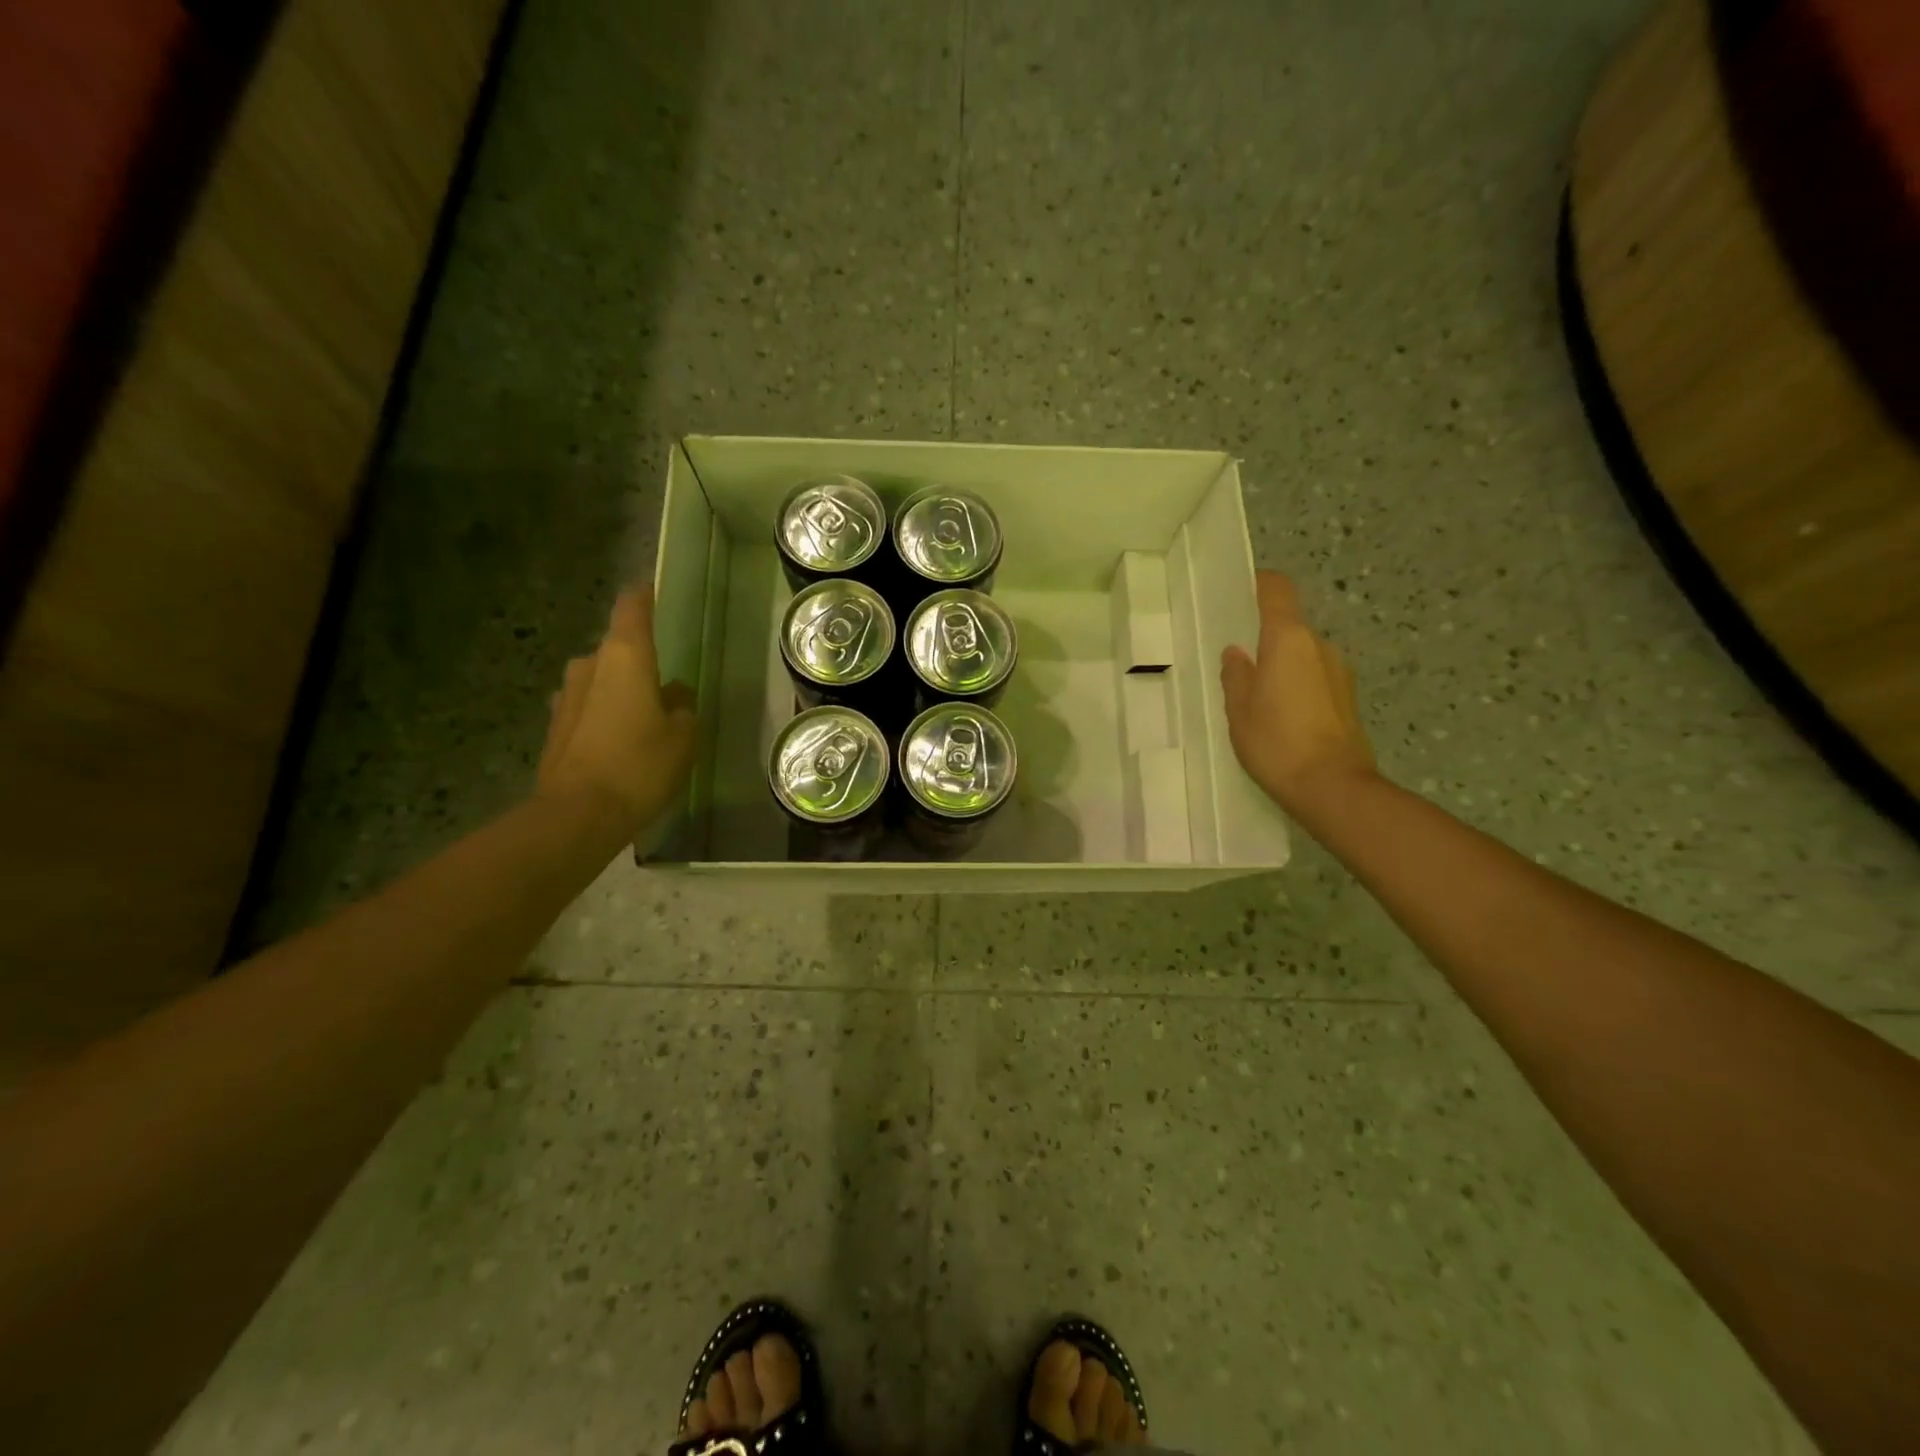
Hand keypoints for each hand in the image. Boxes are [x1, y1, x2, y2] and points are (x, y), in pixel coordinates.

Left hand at [537, 585, 697, 837]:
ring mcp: (566, 696)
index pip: (633, 607)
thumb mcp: (683, 736)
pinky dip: (606, 717)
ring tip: (646, 720)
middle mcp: (589, 665)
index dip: (645, 595)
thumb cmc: (640, 764)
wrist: (577, 815)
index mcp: (624, 656)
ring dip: (622, 692)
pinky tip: (621, 744)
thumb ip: (683, 706)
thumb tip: (675, 693)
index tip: (655, 590)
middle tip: (666, 688)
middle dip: (640, 663)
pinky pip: (589, 708)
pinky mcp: (555, 726)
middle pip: (618, 649)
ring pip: (602, 681)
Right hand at [1220, 570, 1377, 818]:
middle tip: (1238, 662)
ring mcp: (1339, 672)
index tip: (1239, 591)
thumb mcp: (1239, 710)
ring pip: (1303, 654)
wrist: (1332, 786)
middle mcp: (1319, 646)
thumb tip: (1236, 653)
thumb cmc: (1277, 742)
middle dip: (1264, 638)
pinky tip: (1281, 715)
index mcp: (1289, 640)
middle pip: (1289, 625)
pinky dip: (1297, 684)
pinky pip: (1315, 677)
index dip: (1260, 584)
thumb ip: (1235, 675)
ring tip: (1258, 696)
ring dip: (1282, 665)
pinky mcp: (1348, 698)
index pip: (1277, 590)